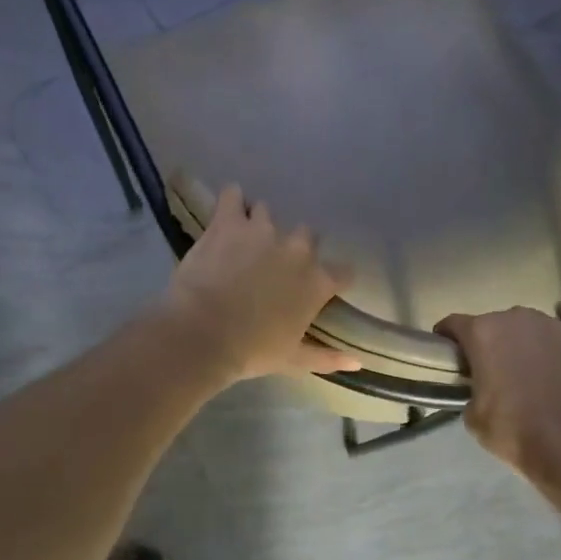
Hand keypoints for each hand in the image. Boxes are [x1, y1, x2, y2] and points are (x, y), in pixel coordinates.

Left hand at [162, 186, 360, 384]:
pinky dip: (231, 200)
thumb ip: (328, 357)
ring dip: (260, 225)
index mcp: (317, 281)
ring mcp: (263, 230)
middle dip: (293, 248)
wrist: (202, 333)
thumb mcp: (294, 360)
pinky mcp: (229, 221)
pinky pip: (233, 196)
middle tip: (272, 267)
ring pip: (268, 213)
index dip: (332, 278)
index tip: (319, 288)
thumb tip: (358, 363)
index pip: (343, 271)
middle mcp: (297, 249)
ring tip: (243, 242)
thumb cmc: (252, 351)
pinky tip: (227, 208)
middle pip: (307, 236)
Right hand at [435, 306, 560, 477]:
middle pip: (493, 322)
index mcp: (481, 333)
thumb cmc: (513, 431)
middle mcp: (513, 318)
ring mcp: (550, 324)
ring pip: (529, 322)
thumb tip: (482, 389)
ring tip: (530, 362)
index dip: (448, 336)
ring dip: (524, 337)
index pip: (454, 323)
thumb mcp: (473, 416)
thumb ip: (472, 390)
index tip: (448, 350)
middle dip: (489, 341)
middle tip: (493, 368)